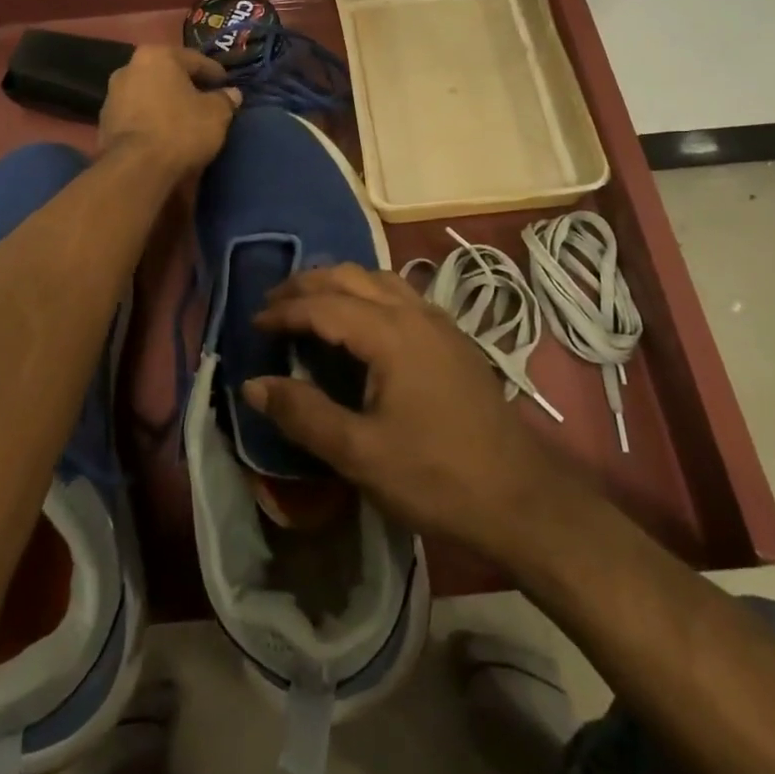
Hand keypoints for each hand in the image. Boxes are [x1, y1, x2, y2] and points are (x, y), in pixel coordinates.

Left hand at [98, 45, 240, 178]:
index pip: (195, 60)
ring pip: (150, 95)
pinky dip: (152, 121)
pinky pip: (137, 116)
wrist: (136, 168)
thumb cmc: (180, 130)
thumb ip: (225, 99)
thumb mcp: (216, 114)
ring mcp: (112, 96)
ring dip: (167, 104)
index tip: (227, 86)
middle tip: (207, 102)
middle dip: (187, 87)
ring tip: (185, 121)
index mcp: (157, 56)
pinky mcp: (104, 123)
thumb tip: (232, 94)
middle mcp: (129, 67)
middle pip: (168, 75)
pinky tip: (165, 135)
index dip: (215, 74)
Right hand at [245, 265, 568, 555]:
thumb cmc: (436, 476)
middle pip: (351, 276)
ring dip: (339, 282)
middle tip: (274, 303)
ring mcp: (439, 321)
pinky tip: (361, 320)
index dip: (285, 311)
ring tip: (310, 303)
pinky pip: (400, 294)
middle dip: (308, 284)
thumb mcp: (360, 454)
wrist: (521, 497)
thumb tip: (253, 385)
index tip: (254, 323)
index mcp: (390, 333)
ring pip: (379, 278)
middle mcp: (414, 313)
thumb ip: (304, 414)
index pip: (324, 305)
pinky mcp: (453, 338)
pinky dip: (367, 292)